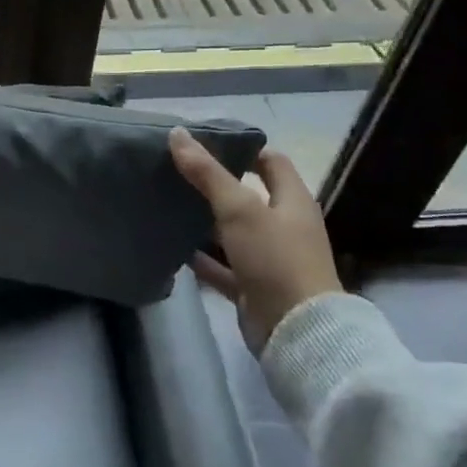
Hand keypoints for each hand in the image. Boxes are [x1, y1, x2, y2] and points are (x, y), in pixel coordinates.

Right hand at [168, 131, 342, 354]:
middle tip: (178, 171)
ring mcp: (270, 258)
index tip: (206, 142)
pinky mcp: (254, 286)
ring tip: (170, 204)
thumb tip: (178, 134)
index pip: (270, 161)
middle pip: (249, 196)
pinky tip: (175, 248)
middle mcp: (284, 226)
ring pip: (233, 232)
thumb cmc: (274, 258)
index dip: (243, 149)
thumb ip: (207, 172)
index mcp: (292, 200)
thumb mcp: (239, 209)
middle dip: (216, 184)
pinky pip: (224, 266)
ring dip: (206, 222)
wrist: (297, 332)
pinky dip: (203, 258)